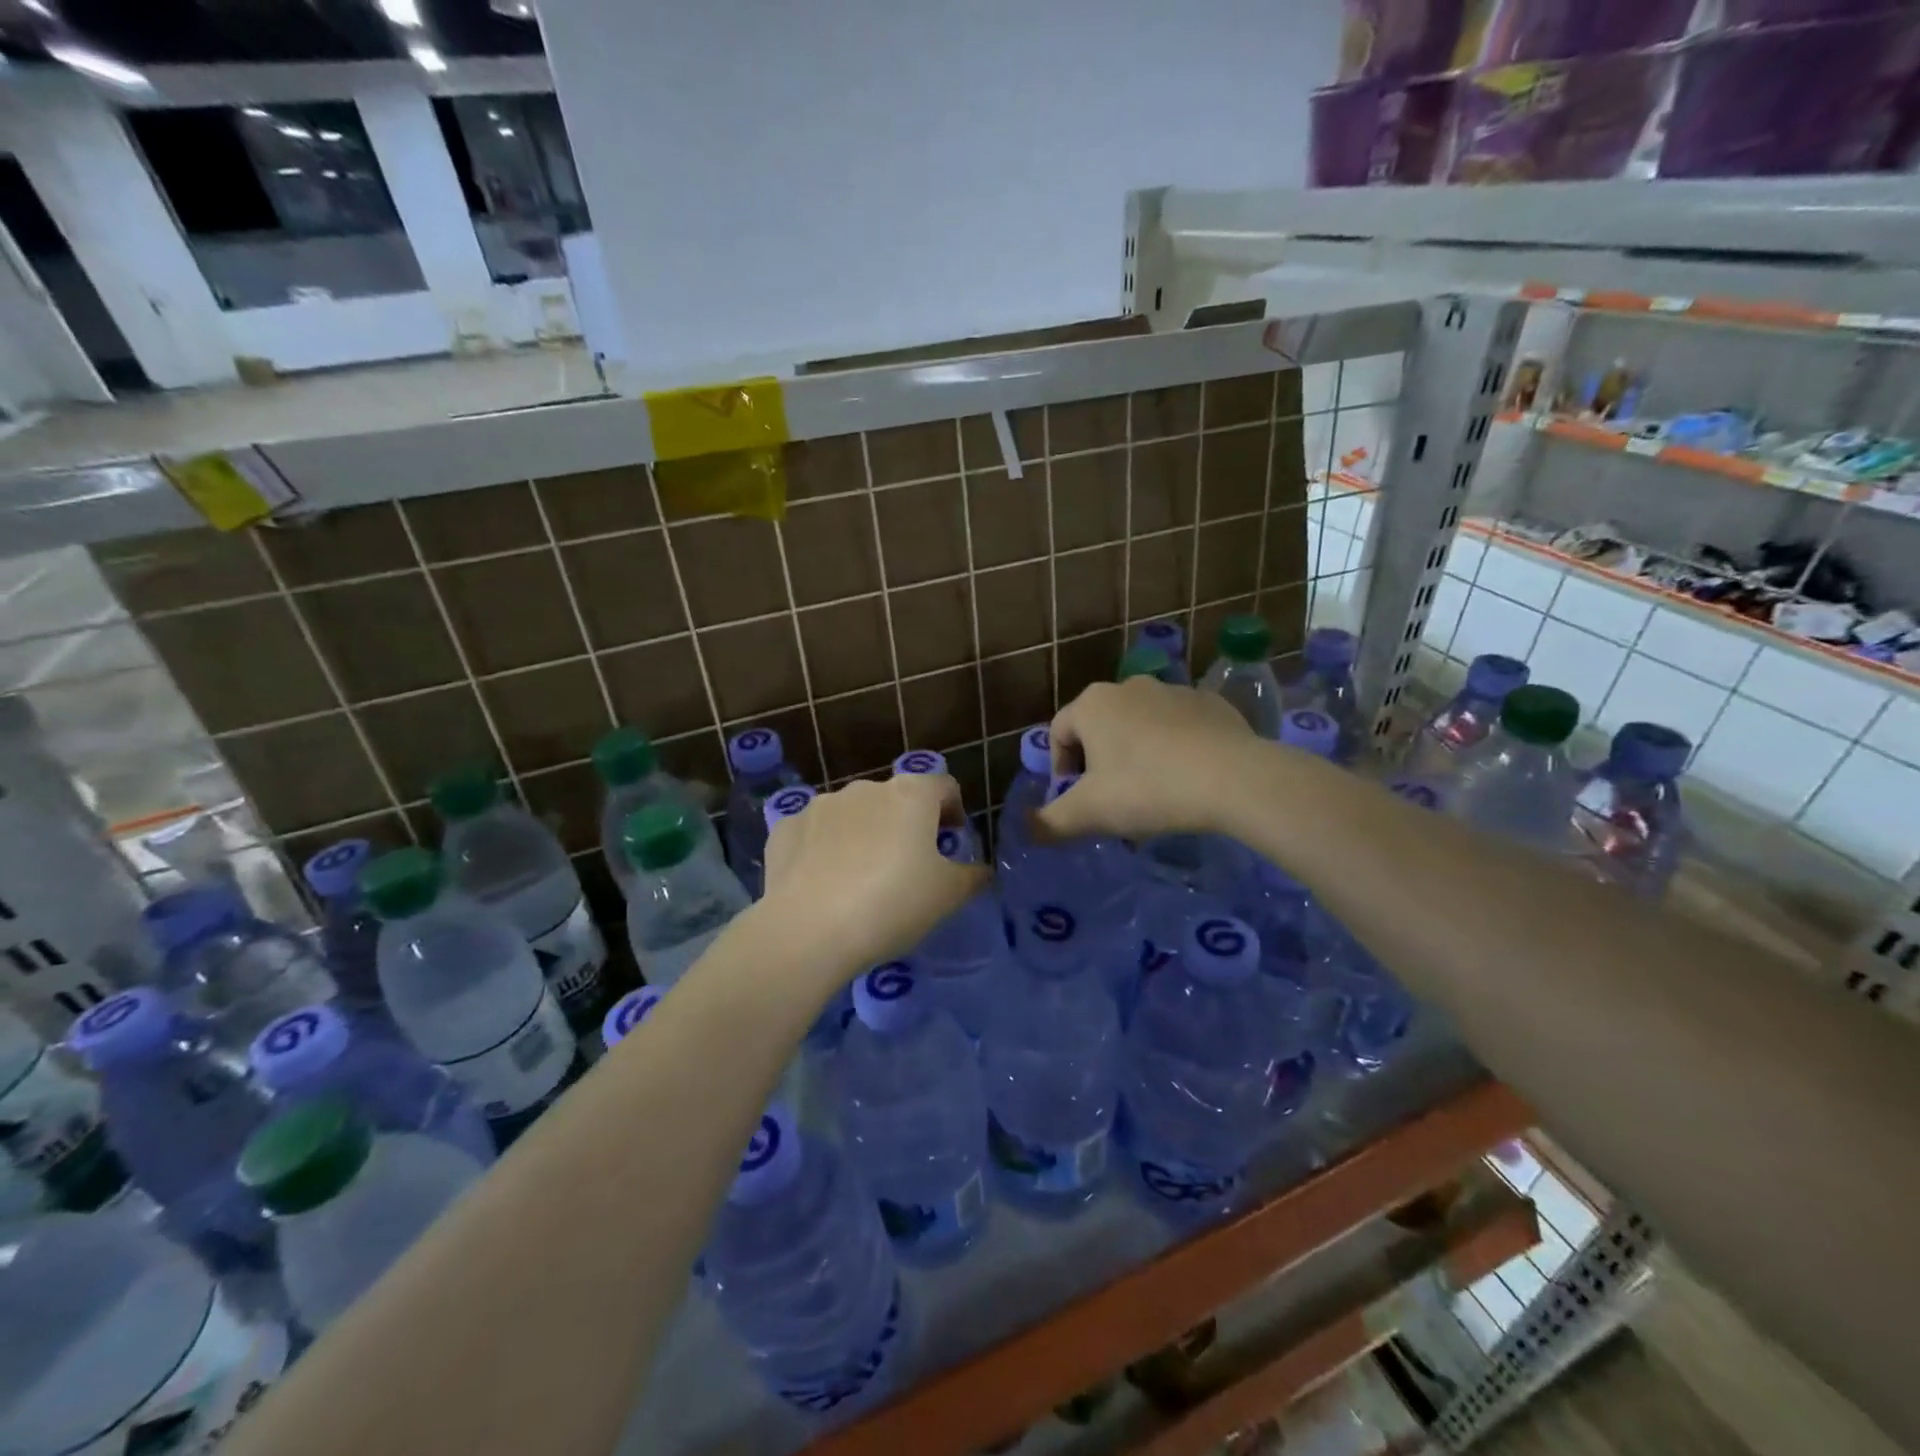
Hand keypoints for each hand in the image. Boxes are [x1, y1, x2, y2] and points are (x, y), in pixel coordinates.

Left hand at [761, 774, 988, 983]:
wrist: (808, 929)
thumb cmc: (892, 904)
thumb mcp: (947, 896)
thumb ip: (971, 876)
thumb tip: (981, 870)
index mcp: (911, 795)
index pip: (944, 787)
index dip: (954, 811)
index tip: (953, 840)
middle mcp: (866, 788)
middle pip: (897, 799)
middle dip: (907, 825)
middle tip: (910, 866)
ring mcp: (821, 805)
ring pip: (854, 814)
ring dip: (865, 834)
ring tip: (863, 878)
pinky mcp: (787, 828)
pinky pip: (817, 834)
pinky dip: (826, 849)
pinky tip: (825, 884)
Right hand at [1036, 678, 1258, 839]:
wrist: (1232, 778)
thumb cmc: (1147, 789)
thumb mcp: (1088, 814)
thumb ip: (1049, 822)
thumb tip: (1026, 828)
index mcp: (1092, 704)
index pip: (1058, 733)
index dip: (1059, 769)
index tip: (1075, 800)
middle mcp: (1129, 686)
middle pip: (1100, 728)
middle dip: (1099, 763)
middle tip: (1113, 801)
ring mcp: (1173, 691)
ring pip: (1140, 726)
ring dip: (1137, 755)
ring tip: (1153, 794)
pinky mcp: (1211, 703)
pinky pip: (1180, 727)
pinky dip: (1175, 748)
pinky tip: (1188, 779)